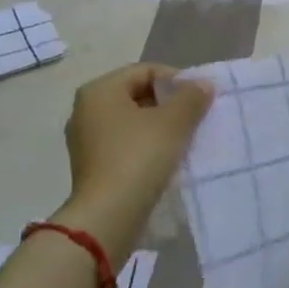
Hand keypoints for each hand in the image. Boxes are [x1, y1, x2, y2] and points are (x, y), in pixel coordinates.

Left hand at [57, 64, 213, 255]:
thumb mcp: (174, 122)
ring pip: (133, 122)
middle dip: (169, 104)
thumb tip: (202, 85)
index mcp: (99, 91)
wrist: (108, 216)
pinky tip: (167, 160)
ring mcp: (86, 140)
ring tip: (185, 140)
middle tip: (196, 119)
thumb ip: (191, 97)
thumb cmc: (139, 158)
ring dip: (160, 127)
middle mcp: (86, 110)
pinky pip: (125, 145)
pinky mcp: (92, 166)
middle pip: (138, 95)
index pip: (146, 71)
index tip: (199, 100)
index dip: (177, 80)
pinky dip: (147, 147)